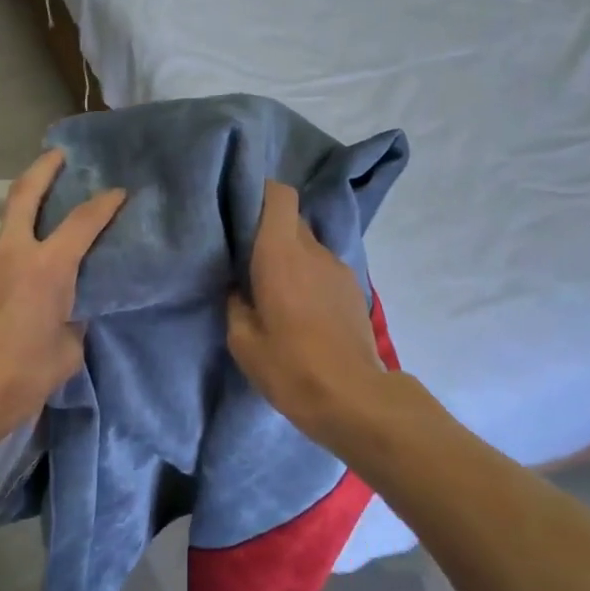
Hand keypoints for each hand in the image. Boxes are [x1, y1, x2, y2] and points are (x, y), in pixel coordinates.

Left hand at [0, 149, 124, 439]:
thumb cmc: (23, 376)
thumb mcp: (68, 351)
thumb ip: (71, 319)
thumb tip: (65, 311)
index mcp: (49, 267)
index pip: (84, 221)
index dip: (105, 203)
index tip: (117, 192)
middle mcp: (10, 251)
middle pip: (25, 193)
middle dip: (44, 168)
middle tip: (56, 157)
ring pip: (0, 239)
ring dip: (14, 245)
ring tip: (17, 275)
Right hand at [227, 180, 389, 447]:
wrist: (354, 398)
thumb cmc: (290, 367)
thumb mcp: (243, 341)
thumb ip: (235, 303)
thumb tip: (237, 286)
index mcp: (280, 254)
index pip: (279, 195)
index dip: (259, 192)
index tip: (238, 208)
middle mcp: (313, 251)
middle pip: (291, 219)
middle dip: (268, 230)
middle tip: (245, 255)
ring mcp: (339, 269)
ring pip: (308, 246)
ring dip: (289, 257)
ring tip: (272, 287)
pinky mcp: (353, 289)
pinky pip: (323, 268)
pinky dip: (307, 276)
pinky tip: (298, 308)